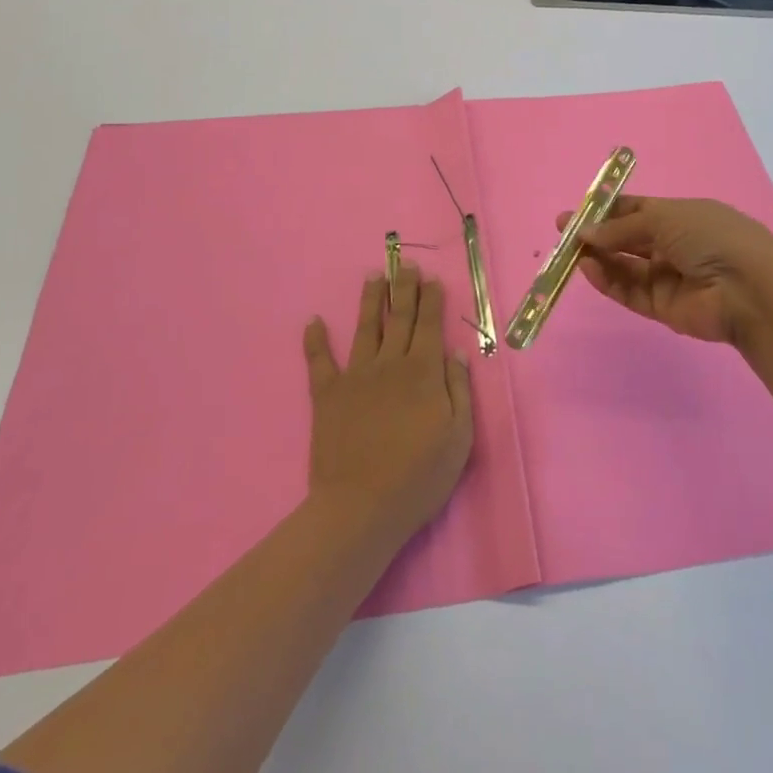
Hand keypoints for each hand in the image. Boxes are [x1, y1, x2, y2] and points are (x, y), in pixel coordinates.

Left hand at [302, 265, 473, 543]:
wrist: (361, 508)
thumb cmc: (418, 476)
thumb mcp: (459, 438)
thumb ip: (459, 391)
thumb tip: (456, 354)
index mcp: (423, 372)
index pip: (429, 325)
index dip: (431, 300)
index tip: (432, 279)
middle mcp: (389, 364)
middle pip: (399, 317)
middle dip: (404, 287)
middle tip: (405, 263)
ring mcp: (355, 376)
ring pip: (364, 328)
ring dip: (369, 300)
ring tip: (373, 276)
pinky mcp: (327, 395)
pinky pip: (319, 361)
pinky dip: (315, 340)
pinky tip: (313, 321)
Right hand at [560, 195, 772, 347]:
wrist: (748, 290)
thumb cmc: (710, 237)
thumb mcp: (664, 218)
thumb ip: (622, 227)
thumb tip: (586, 232)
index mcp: (682, 217)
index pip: (638, 210)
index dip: (607, 210)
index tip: (577, 211)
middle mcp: (675, 245)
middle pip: (628, 239)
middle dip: (597, 234)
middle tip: (564, 232)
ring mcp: (669, 277)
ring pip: (625, 266)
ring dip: (599, 257)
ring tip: (571, 251)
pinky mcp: (663, 308)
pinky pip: (630, 291)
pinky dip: (608, 280)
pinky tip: (588, 269)